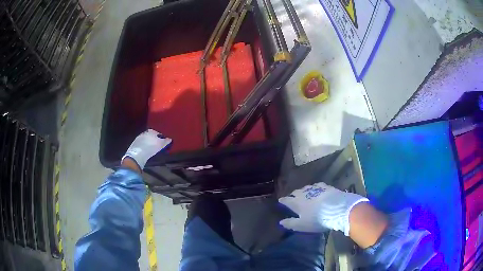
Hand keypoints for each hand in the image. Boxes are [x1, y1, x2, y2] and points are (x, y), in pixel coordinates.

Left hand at [122, 129, 171, 169]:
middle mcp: (144, 133)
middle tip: (158, 146)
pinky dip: (144, 147)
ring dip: (149, 144)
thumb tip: (170, 139)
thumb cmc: (150, 148)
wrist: (137, 155)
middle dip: (154, 140)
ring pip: (145, 140)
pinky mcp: (134, 145)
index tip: (163, 142)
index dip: (160, 137)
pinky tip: (146, 152)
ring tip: (152, 149)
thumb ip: (165, 141)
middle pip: (150, 136)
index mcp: (150, 131)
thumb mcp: (160, 145)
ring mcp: (138, 139)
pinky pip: (141, 145)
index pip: (157, 132)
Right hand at [278, 182, 367, 235]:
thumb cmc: (317, 220)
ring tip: (304, 193)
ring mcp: (316, 189)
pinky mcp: (326, 187)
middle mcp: (304, 193)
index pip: (287, 200)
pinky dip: (315, 188)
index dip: (283, 200)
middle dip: (293, 194)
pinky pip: (317, 186)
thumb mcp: (302, 225)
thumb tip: (281, 222)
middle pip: (296, 192)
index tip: (280, 200)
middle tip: (293, 197)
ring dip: (304, 190)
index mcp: (297, 203)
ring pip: (306, 188)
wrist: (337, 209)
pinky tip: (317, 189)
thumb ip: (291, 223)